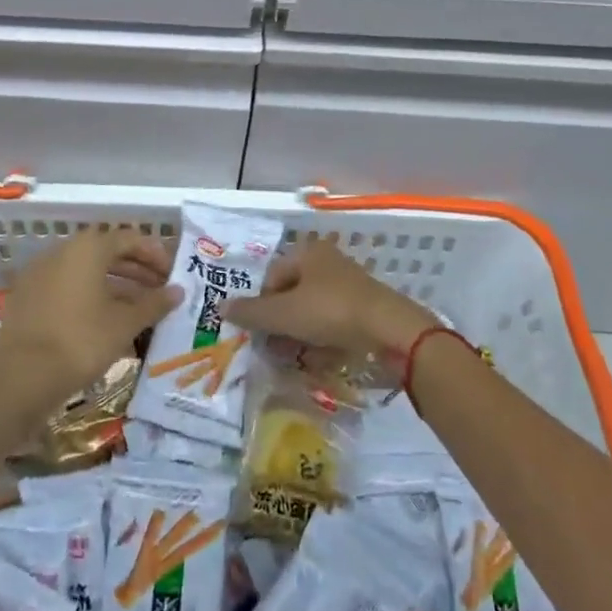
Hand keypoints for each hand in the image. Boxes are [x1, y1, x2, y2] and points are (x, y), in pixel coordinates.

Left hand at [0, 229, 177, 424]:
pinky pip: (68, 289)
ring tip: (139, 311)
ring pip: (87, 273)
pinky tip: (107, 324)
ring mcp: (41, 274)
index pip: (129, 239)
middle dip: (136, 271)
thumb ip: (154, 304)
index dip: (154, 254)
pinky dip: (91, 299)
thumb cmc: (81, 341)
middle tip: (159, 291)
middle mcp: (62, 252)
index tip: (172, 274)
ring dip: (115, 287)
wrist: (20, 378)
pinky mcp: (28, 298)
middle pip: (107, 253)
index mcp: (87, 249)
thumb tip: (178, 291)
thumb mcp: (124, 323)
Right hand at [220, 240, 435, 359]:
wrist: (391, 331)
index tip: (258, 331)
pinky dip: (321, 338)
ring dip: (298, 332)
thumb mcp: (284, 314)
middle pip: (292, 292)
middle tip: (272, 347)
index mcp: (308, 252)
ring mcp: (349, 285)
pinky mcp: (364, 309)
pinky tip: (318, 357)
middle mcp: (328, 262)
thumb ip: (251, 312)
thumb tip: (220, 307)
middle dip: (279, 321)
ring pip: (312, 309)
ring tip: (292, 356)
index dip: (261, 303)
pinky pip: (332, 322)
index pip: (271, 275)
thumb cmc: (331, 312)